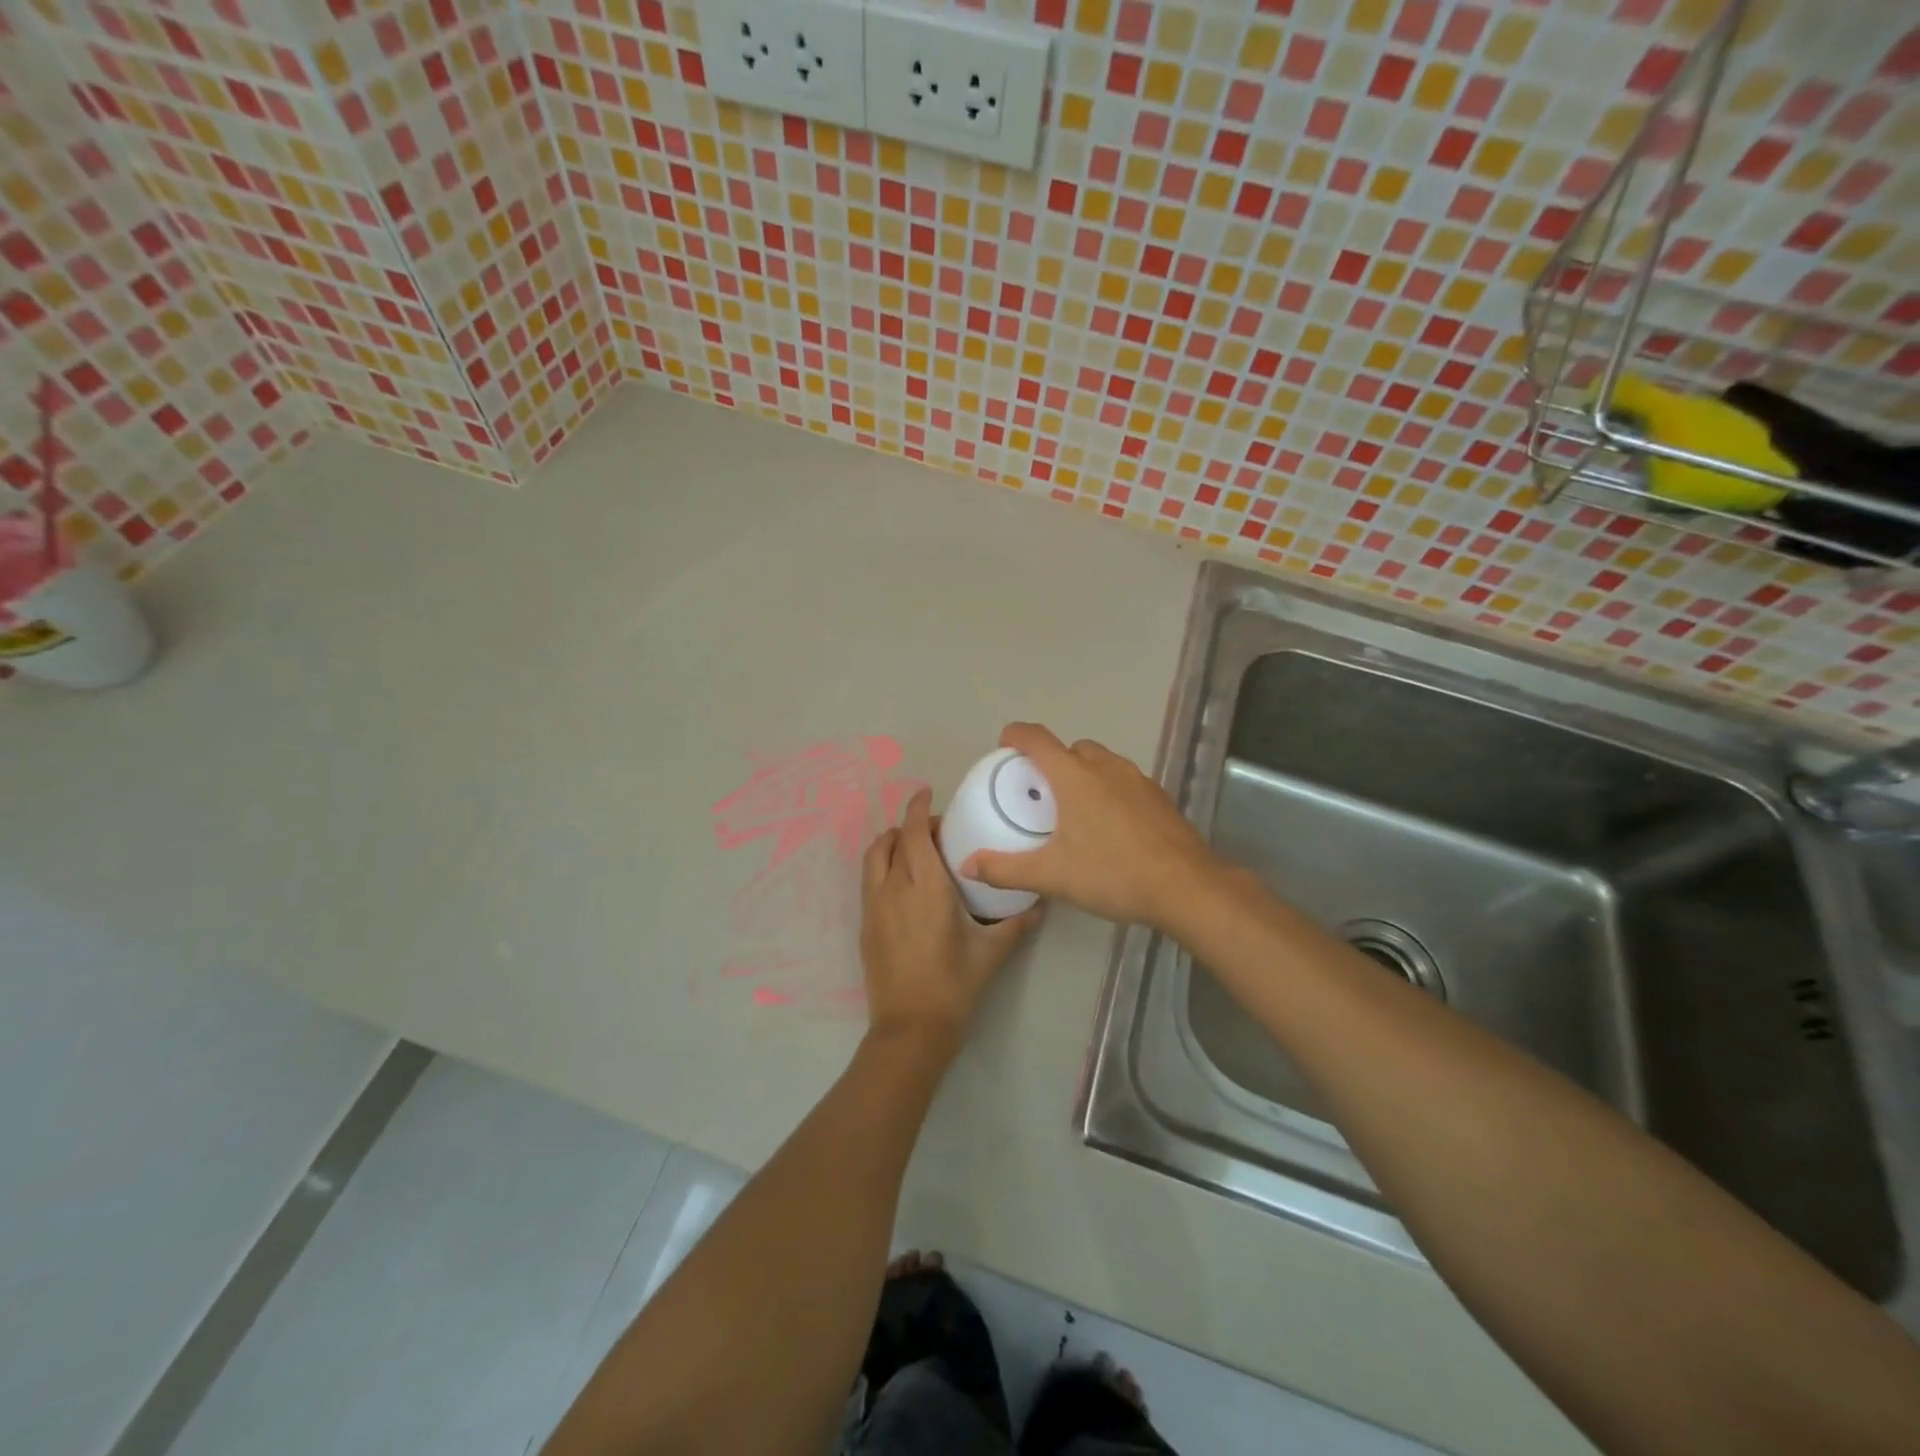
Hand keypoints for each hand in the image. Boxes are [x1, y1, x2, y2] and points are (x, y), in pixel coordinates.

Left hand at [860, 787, 1040, 1048]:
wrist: (910, 1029)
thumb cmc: (953, 986)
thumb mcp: (991, 953)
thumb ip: (1016, 924)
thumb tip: (1039, 905)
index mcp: (926, 888)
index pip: (915, 834)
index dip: (918, 808)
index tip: (927, 793)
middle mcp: (894, 889)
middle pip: (890, 840)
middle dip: (909, 825)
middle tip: (934, 831)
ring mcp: (874, 908)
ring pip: (873, 858)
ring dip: (891, 844)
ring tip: (915, 851)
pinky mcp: (865, 925)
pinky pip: (869, 881)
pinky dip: (883, 867)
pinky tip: (904, 885)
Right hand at [961, 723, 1220, 934]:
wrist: (1186, 887)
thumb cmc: (1113, 874)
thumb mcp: (1052, 876)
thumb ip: (1006, 869)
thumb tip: (966, 865)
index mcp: (1073, 776)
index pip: (1036, 738)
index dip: (1015, 736)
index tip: (1003, 748)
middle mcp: (1105, 767)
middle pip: (1070, 748)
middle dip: (1051, 761)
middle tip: (1039, 794)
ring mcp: (1136, 779)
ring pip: (1100, 762)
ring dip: (1082, 774)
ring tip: (1074, 810)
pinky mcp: (1158, 796)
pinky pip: (1123, 780)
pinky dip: (1108, 790)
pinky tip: (1109, 826)